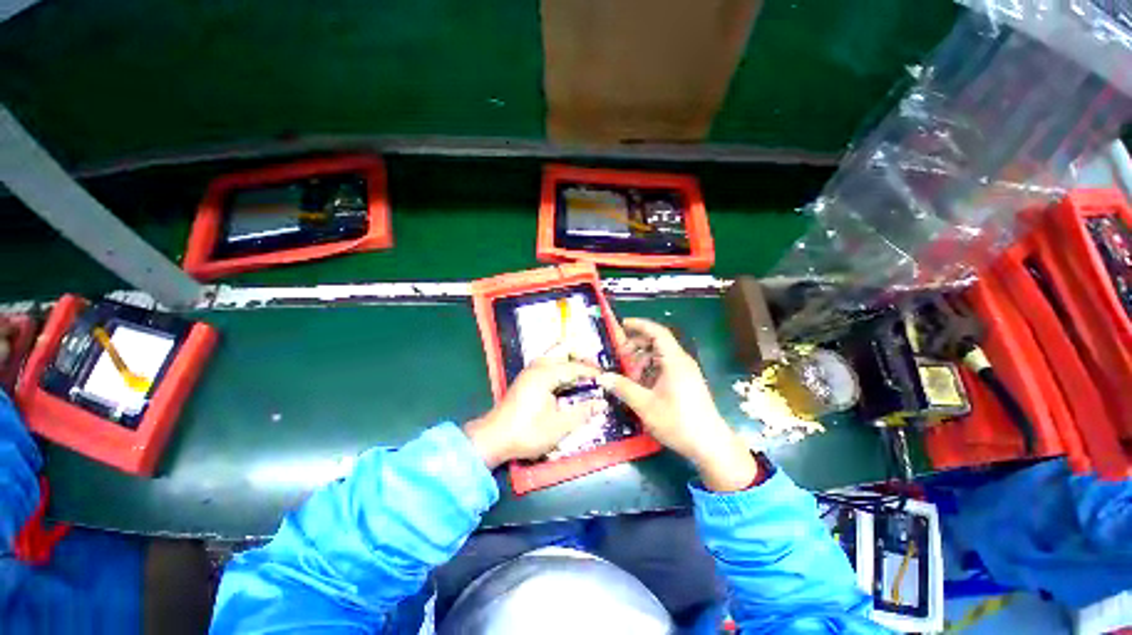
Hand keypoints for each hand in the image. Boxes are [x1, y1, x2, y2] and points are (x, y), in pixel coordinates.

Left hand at [464, 357, 600, 468]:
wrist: (493, 439)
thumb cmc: (527, 433)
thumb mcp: (559, 426)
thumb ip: (582, 412)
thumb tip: (602, 404)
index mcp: (545, 374)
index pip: (574, 366)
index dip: (592, 372)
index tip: (606, 378)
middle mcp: (537, 367)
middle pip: (563, 350)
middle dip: (581, 357)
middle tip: (595, 371)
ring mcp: (530, 371)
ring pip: (555, 355)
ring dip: (571, 362)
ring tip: (585, 376)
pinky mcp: (526, 378)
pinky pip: (549, 364)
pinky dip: (562, 368)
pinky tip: (568, 382)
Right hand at [597, 318, 758, 491]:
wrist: (711, 445)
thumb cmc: (678, 421)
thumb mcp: (645, 405)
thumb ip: (623, 388)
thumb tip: (602, 377)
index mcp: (674, 361)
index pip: (657, 332)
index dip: (639, 325)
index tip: (622, 325)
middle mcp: (681, 362)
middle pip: (658, 343)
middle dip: (637, 345)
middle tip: (618, 353)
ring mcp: (686, 373)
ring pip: (660, 357)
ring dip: (642, 360)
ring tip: (627, 373)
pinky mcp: (686, 383)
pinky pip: (665, 368)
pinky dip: (650, 371)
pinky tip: (639, 385)